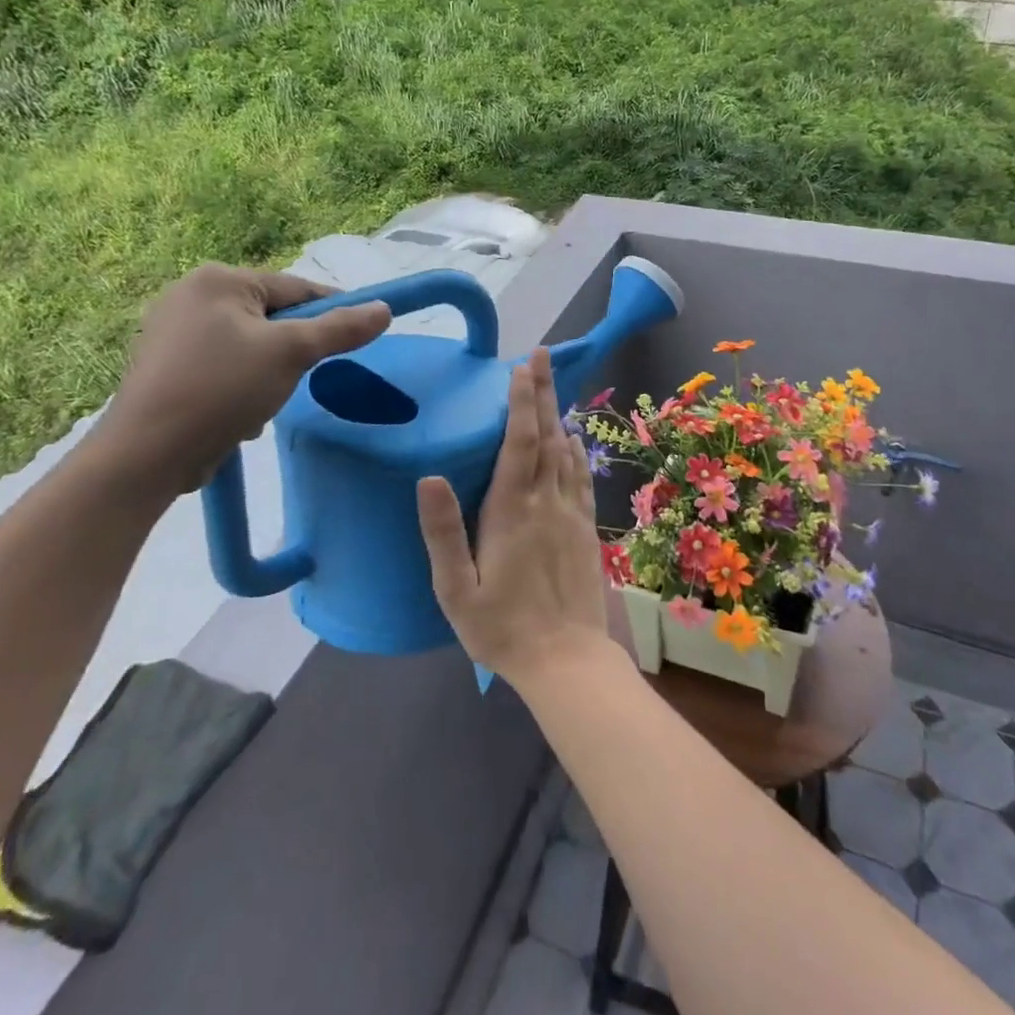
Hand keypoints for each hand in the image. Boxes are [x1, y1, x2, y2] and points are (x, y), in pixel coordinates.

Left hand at [93, 264, 389, 494]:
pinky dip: (239, 385)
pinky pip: (223, 364)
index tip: (361, 336)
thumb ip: (341, 329)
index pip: (297, 288)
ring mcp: (171, 329)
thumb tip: (384, 309)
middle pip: (272, 317)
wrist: (147, 453)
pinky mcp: (164, 364)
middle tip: (300, 379)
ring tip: (262, 403)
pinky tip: (236, 413)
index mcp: (219, 280)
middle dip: (292, 352)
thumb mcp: (292, 354)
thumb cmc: (222, 389)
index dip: (333, 312)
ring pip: (250, 345)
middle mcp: (190, 294)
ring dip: (268, 372)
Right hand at [417, 348, 613, 688]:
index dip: (521, 400)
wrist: (566, 661)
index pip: (519, 442)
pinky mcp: (585, 529)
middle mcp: (546, 502)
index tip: (522, 365)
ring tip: (551, 383)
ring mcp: (570, 514)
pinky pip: (580, 477)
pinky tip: (571, 439)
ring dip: (557, 413)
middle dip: (541, 391)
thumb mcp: (456, 590)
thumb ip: (442, 532)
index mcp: (512, 511)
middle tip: (541, 353)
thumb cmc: (502, 629)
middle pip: (545, 435)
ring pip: (565, 451)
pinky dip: (575, 451)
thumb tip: (429, 477)